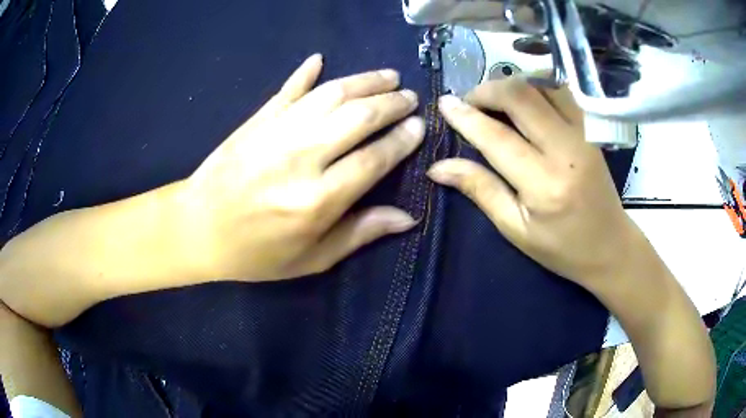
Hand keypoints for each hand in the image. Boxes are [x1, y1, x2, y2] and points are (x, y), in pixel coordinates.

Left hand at [178, 54, 424, 280]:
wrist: (197, 228)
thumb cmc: (256, 253)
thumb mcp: (311, 259)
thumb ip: (360, 234)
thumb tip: (407, 218)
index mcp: (318, 199)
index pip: (374, 159)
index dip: (401, 140)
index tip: (419, 126)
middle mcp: (301, 158)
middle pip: (358, 117)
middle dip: (391, 103)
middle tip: (410, 97)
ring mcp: (276, 132)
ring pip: (330, 95)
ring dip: (364, 81)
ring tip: (388, 76)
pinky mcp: (257, 120)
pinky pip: (287, 90)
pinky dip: (305, 73)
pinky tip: (320, 59)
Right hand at [427, 77, 643, 291]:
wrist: (611, 246)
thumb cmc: (562, 248)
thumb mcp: (516, 229)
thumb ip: (480, 190)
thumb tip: (438, 168)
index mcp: (544, 184)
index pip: (497, 137)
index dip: (466, 117)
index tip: (444, 104)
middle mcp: (567, 149)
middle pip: (521, 95)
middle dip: (487, 90)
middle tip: (470, 103)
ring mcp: (584, 133)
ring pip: (542, 84)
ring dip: (512, 85)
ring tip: (495, 101)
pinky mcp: (592, 128)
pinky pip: (560, 91)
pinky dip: (536, 87)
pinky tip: (525, 101)